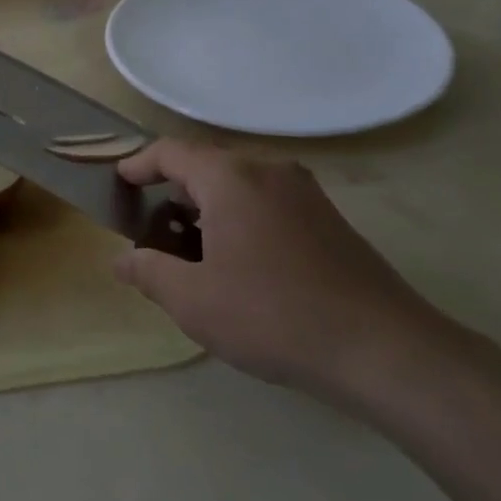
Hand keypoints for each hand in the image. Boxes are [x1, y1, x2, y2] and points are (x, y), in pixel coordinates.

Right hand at [115, 139, 452, 397]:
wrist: (382, 348)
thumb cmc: (272, 315)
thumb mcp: (193, 300)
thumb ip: (148, 272)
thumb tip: (122, 260)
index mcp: (231, 178)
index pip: (172, 152)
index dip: (139, 164)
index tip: (118, 182)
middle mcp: (269, 171)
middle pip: (207, 166)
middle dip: (172, 190)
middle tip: (149, 225)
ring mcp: (305, 192)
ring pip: (239, 185)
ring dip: (207, 206)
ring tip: (188, 248)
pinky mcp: (328, 218)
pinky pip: (267, 201)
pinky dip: (239, 217)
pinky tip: (236, 261)